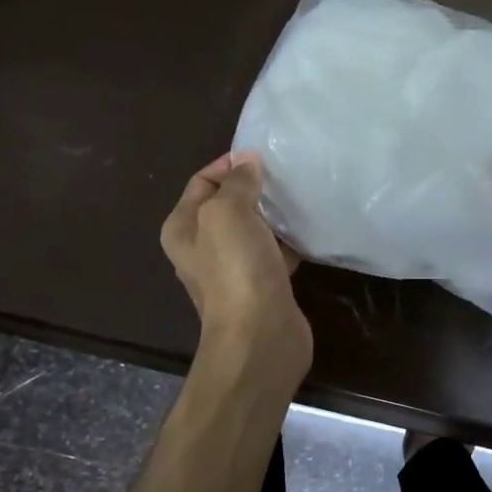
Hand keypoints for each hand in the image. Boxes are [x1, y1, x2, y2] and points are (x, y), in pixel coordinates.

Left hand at [161, 151, 309, 367]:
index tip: (262, 156)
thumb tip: (247, 161)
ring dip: (273, 214)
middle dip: (254, 188)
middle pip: (228, 205)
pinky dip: (288, 241)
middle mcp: (202, 248)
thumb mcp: (227, 213)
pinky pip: (274, 252)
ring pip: (254, 229)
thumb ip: (236, 182)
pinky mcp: (262, 285)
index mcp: (182, 229)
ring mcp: (233, 269)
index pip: (202, 182)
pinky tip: (309, 230)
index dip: (228, 165)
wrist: (260, 335)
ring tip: (300, 196)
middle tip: (285, 174)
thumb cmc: (236, 269)